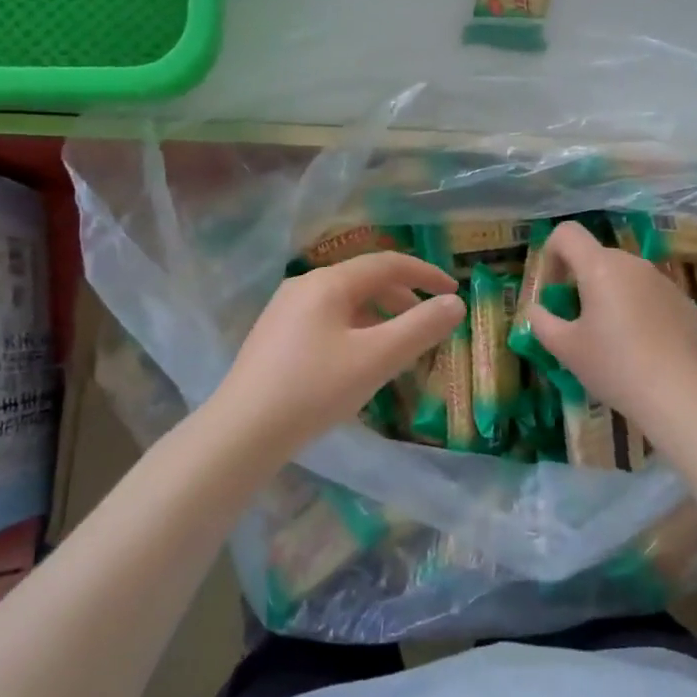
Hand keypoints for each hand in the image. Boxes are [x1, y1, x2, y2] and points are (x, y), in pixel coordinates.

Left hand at [208, 251, 463, 455]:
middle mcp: (304, 286)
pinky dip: (356, 330)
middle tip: (429, 323)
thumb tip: (456, 303)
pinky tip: (358, 362)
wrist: (241, 433)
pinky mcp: (275, 337)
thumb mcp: (377, 358)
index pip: (387, 263)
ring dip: (380, 316)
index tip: (453, 291)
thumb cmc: (314, 389)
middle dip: (403, 298)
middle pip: (365, 280)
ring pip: (345, 302)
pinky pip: (327, 320)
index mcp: (329, 282)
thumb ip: (421, 328)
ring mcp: (285, 311)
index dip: (425, 273)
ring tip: (399, 347)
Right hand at [523, 221, 696, 424]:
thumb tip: (535, 310)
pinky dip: (640, 311)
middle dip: (581, 282)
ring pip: (627, 277)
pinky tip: (643, 348)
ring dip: (612, 296)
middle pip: (597, 257)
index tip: (553, 292)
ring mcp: (664, 282)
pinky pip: (652, 296)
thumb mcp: (565, 348)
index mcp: (600, 267)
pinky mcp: (685, 303)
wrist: (679, 394)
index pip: (567, 234)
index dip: (551, 255)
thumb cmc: (613, 366)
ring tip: (612, 339)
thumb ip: (541, 322)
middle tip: (577, 323)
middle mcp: (634, 264)